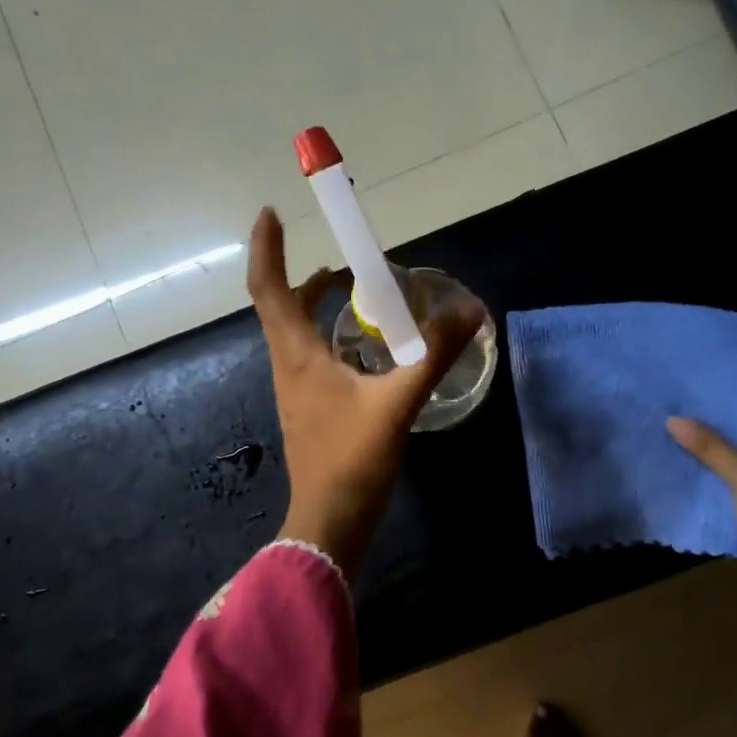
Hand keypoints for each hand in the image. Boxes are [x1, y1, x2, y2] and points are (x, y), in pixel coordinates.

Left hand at [248, 208, 481, 581]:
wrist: (329, 522)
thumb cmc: (353, 461)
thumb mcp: (398, 403)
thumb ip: (432, 355)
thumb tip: (469, 310)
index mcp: (297, 355)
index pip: (269, 288)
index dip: (267, 249)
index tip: (270, 213)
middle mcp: (288, 366)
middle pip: (282, 307)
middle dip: (303, 275)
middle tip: (341, 259)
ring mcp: (296, 391)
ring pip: (296, 333)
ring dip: (316, 305)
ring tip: (354, 293)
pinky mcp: (310, 410)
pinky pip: (311, 357)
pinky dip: (328, 336)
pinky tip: (364, 349)